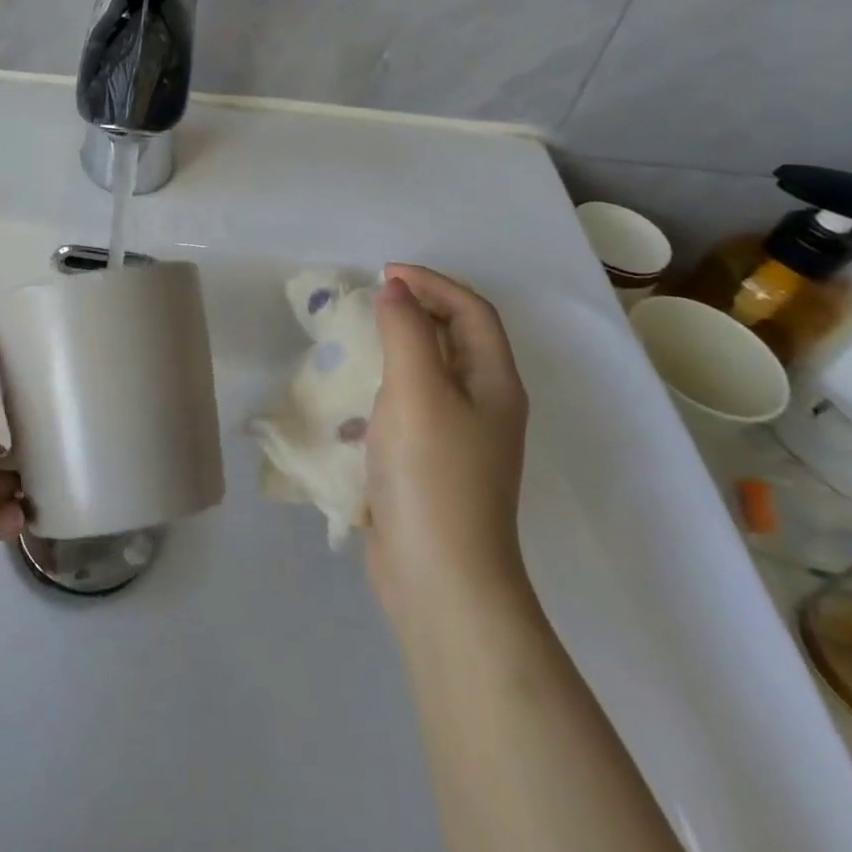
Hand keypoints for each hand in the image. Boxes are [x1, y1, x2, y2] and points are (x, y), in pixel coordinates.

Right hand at [364, 265, 531, 634]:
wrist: (439, 577)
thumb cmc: (432, 473)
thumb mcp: (418, 389)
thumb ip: (406, 330)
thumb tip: (395, 289)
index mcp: (494, 383)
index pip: (471, 311)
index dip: (432, 283)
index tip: (383, 274)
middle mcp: (486, 405)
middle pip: (458, 338)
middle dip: (419, 309)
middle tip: (371, 299)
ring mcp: (460, 438)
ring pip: (433, 372)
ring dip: (400, 345)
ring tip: (359, 338)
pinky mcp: (432, 464)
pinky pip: (412, 404)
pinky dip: (387, 384)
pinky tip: (356, 396)